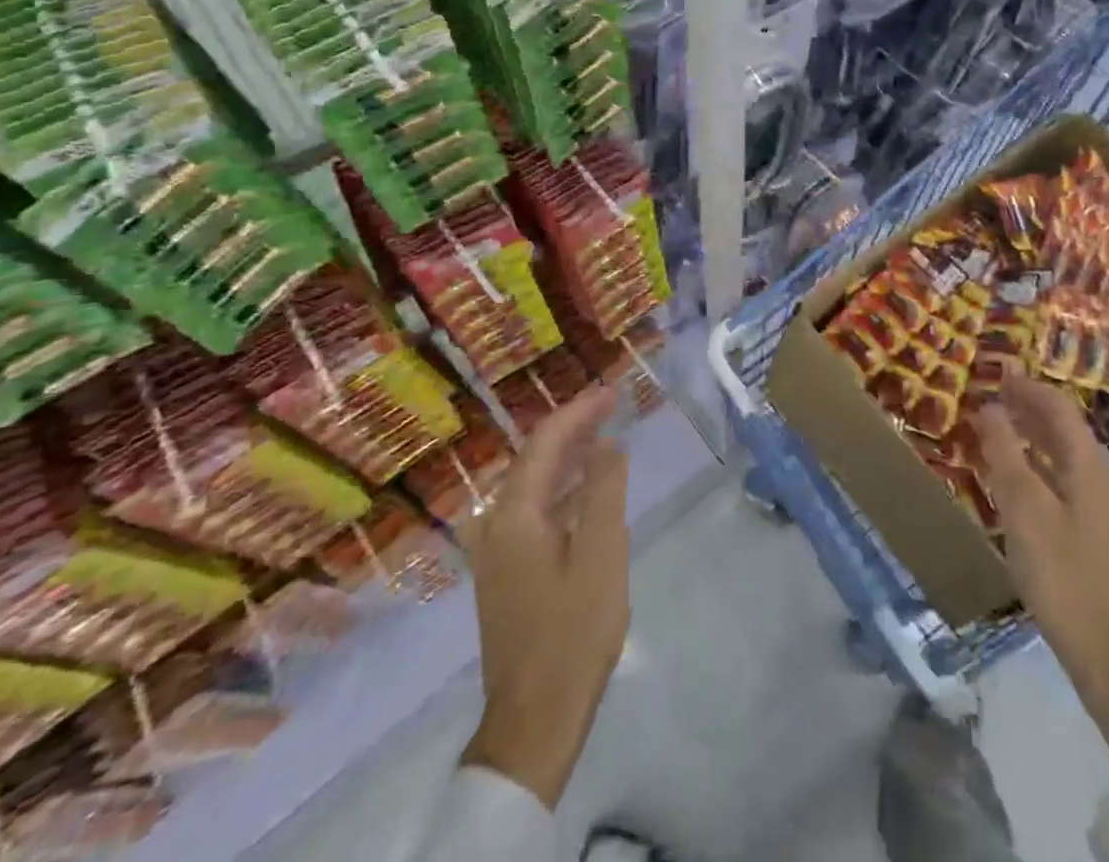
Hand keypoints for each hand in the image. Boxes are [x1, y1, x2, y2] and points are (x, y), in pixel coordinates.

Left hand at [459, 383, 629, 807]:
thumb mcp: (601, 552)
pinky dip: (562, 490)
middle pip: (535, 459)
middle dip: (573, 429)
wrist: (535, 718)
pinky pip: (534, 511)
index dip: (579, 411)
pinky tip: (587, 492)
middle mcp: (496, 525)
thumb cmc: (573, 630)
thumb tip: (607, 445)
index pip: (546, 442)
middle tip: (612, 406)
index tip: (612, 390)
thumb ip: (604, 491)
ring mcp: (497, 552)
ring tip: (604, 437)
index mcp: (514, 515)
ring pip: (533, 486)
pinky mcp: (507, 574)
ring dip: (568, 458)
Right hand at [972, 372, 1108, 768]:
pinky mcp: (1097, 536)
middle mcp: (1102, 480)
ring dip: (1032, 438)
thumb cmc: (1063, 574)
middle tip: (992, 397)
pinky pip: (1064, 483)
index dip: (1028, 387)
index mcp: (1090, 467)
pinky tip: (1016, 482)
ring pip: (1064, 458)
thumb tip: (989, 407)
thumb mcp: (1024, 510)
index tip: (998, 372)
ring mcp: (1104, 510)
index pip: (1059, 409)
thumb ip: (1005, 454)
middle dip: (1029, 409)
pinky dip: (1038, 468)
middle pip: (1064, 430)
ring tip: (997, 431)